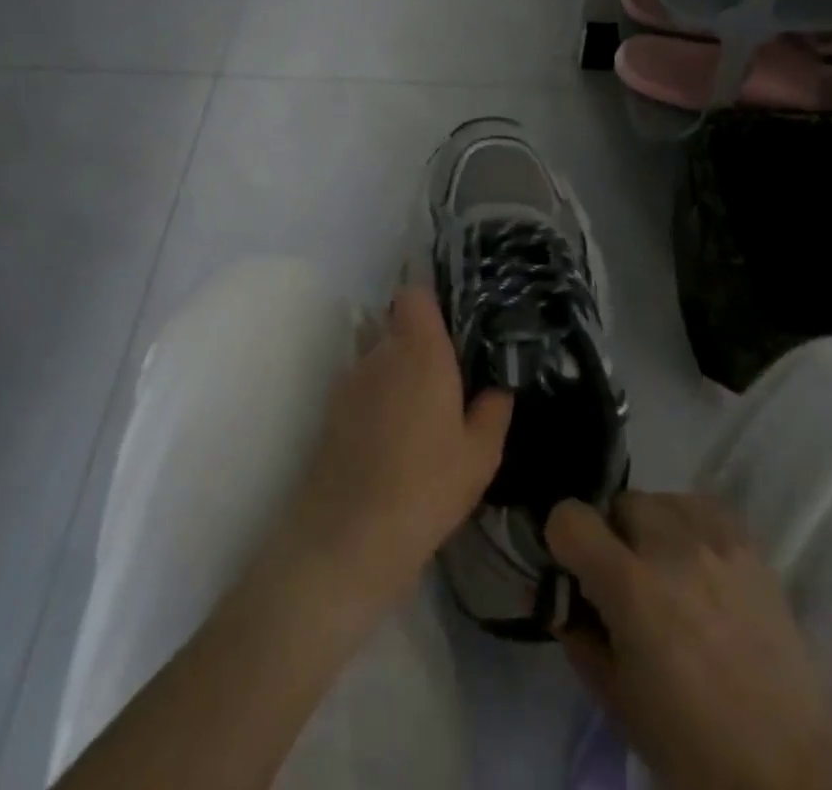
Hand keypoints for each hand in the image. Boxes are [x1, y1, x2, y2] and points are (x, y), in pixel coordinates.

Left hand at [280, 286, 512, 612]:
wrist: (348, 538)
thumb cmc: (426, 486)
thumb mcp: (480, 455)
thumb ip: (494, 410)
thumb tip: (498, 388)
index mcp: (420, 350)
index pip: (415, 294)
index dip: (433, 304)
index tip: (456, 330)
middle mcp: (381, 353)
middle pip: (399, 325)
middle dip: (422, 344)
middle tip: (450, 380)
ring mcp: (351, 380)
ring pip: (381, 358)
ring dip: (400, 374)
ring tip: (423, 416)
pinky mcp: (333, 411)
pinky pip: (364, 387)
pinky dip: (380, 400)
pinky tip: (395, 440)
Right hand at [547, 493, 831, 789]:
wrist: (790, 771)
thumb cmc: (691, 749)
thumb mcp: (615, 700)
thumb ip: (578, 636)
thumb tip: (558, 599)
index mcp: (631, 587)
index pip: (571, 517)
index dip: (562, 539)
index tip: (572, 568)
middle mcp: (671, 546)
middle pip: (619, 502)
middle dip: (612, 536)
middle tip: (625, 583)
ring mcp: (715, 540)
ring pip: (660, 499)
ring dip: (651, 529)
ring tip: (667, 575)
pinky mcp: (749, 544)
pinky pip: (701, 508)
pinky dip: (688, 526)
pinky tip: (698, 567)